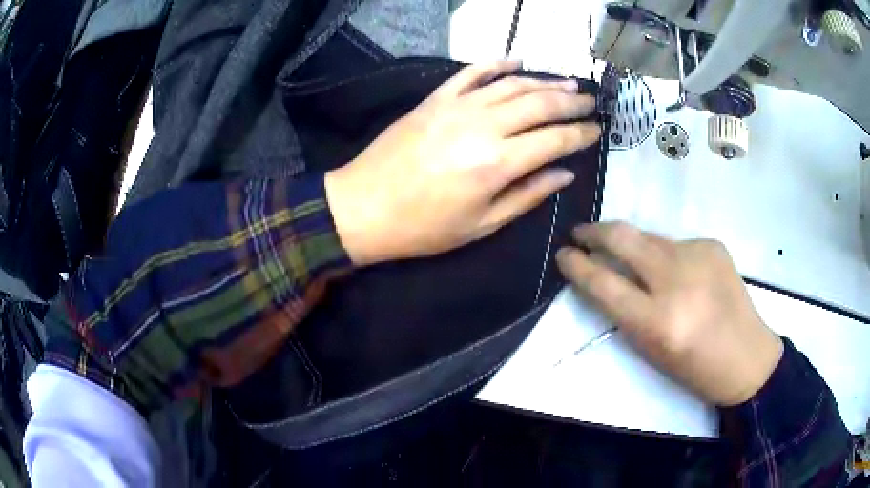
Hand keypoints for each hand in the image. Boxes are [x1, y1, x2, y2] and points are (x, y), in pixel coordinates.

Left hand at [325, 61, 600, 265]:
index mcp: (498, 163)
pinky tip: (517, 60)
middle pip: (540, 104)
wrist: (364, 207)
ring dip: (544, 82)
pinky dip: (496, 63)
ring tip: (567, 84)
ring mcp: (457, 106)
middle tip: (591, 103)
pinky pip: (471, 72)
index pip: (555, 140)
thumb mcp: (482, 225)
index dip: (581, 134)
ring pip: (512, 84)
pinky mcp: (435, 99)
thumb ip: (528, 195)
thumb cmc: (424, 227)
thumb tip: (565, 174)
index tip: (598, 130)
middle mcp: (484, 126)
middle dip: (572, 103)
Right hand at [555, 222, 783, 406]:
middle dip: (594, 232)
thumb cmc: (693, 367)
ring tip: (633, 260)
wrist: (747, 357)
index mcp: (657, 321)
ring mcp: (698, 255)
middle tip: (581, 233)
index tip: (563, 254)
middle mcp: (676, 280)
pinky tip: (680, 274)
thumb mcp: (650, 348)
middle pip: (623, 238)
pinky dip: (666, 255)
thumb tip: (603, 274)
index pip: (603, 282)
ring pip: (649, 237)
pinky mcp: (712, 244)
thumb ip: (624, 309)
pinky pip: (675, 243)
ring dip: (633, 245)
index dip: (577, 265)